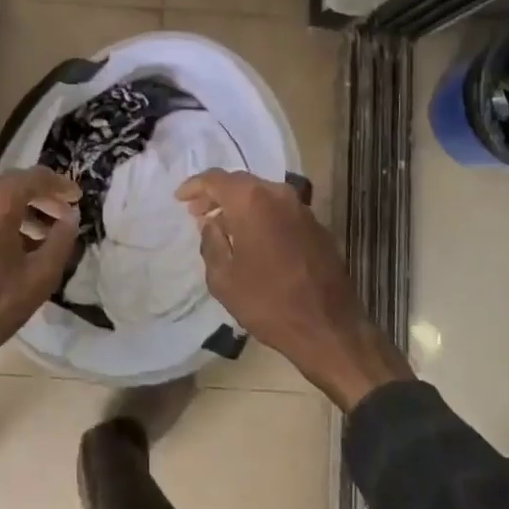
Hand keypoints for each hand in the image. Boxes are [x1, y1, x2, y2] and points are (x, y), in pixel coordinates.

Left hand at [0, 168, 82, 351]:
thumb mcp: (39, 277)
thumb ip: (62, 241)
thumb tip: (71, 217)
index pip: (36, 177)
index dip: (61, 185)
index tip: (77, 198)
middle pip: (12, 185)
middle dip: (40, 197)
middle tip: (61, 216)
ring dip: (18, 211)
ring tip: (37, 237)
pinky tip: (6, 248)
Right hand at [177, 169, 411, 409]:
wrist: (329, 329)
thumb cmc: (268, 304)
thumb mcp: (223, 278)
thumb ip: (211, 242)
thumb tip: (211, 223)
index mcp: (252, 202)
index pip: (216, 179)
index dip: (194, 186)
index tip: (179, 199)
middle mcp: (279, 195)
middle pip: (241, 183)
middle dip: (216, 194)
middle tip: (197, 212)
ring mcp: (302, 209)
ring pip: (263, 194)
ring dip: (240, 205)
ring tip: (222, 225)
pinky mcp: (317, 226)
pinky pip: (280, 210)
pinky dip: (261, 215)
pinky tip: (252, 237)